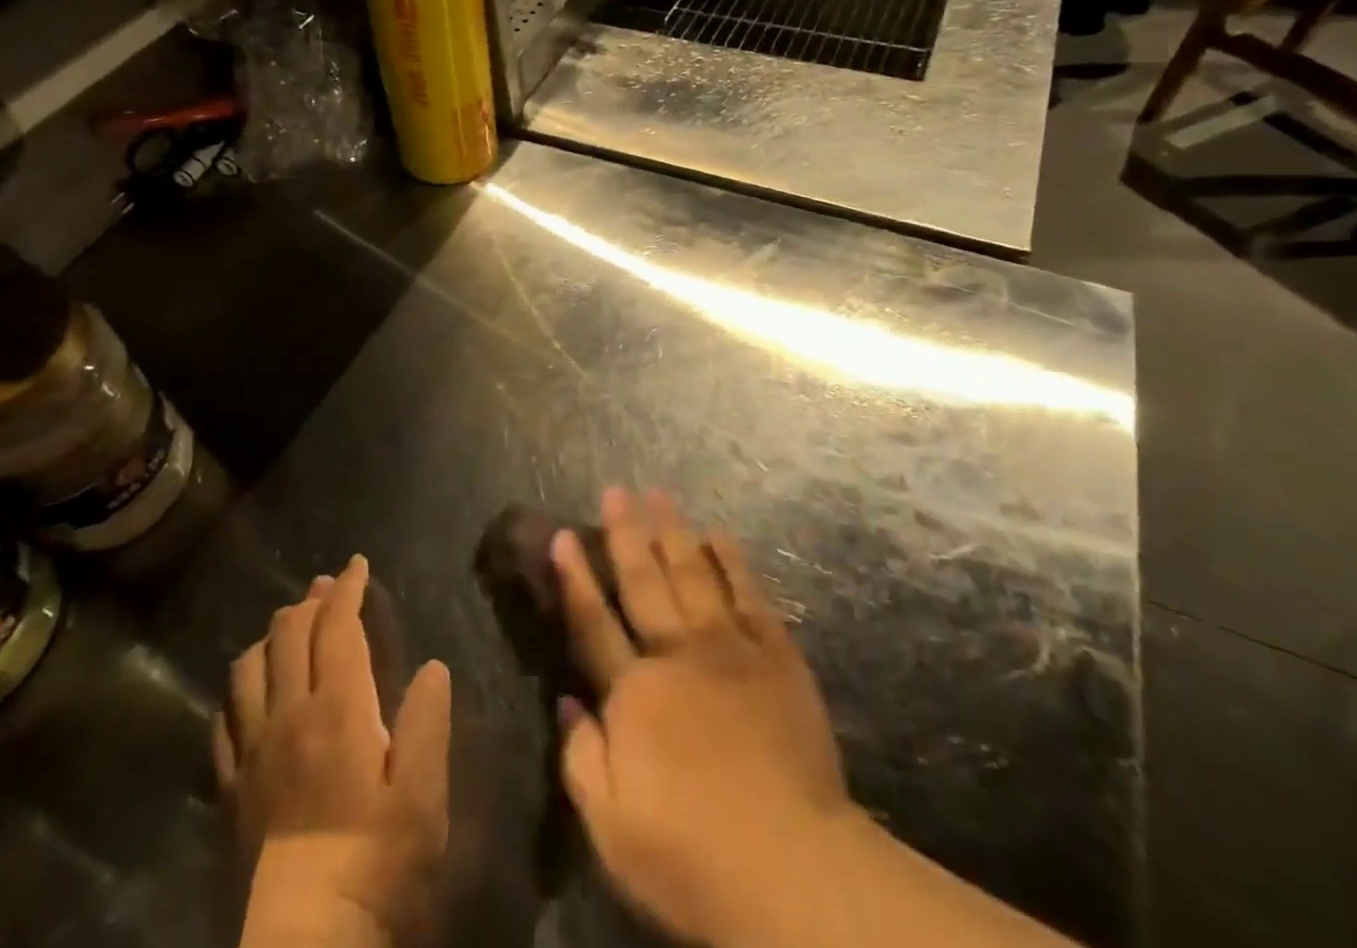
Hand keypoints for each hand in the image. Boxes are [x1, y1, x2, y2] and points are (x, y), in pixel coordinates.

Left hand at [215, 556, 451, 947]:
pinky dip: (239, 690)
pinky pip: (223, 720)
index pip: (337, 626)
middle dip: (310, 601)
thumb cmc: (377, 865)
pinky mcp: (229, 789)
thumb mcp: (423, 796)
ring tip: (289, 628)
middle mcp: (289, 716)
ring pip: (248, 668)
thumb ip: (428, 723)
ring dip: (271, 636)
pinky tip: (251, 694)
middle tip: (328, 587)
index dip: (348, 588)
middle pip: (289, 635)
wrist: (306, 947)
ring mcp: (252, 752)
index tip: (358, 564)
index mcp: (339, 708)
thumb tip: (432, 667)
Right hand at [551, 489, 852, 947]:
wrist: (793, 868)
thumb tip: (566, 699)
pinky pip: (750, 595)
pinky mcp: (776, 656)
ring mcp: (731, 648)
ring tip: (659, 493)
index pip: (593, 622)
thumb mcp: (610, 828)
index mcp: (634, 692)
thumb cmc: (691, 854)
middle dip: (626, 532)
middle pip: (644, 581)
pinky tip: (720, 534)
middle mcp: (677, 653)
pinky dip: (733, 561)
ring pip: (694, 574)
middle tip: (616, 489)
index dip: (575, 577)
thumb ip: (581, 756)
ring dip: (674, 531)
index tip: (563, 534)